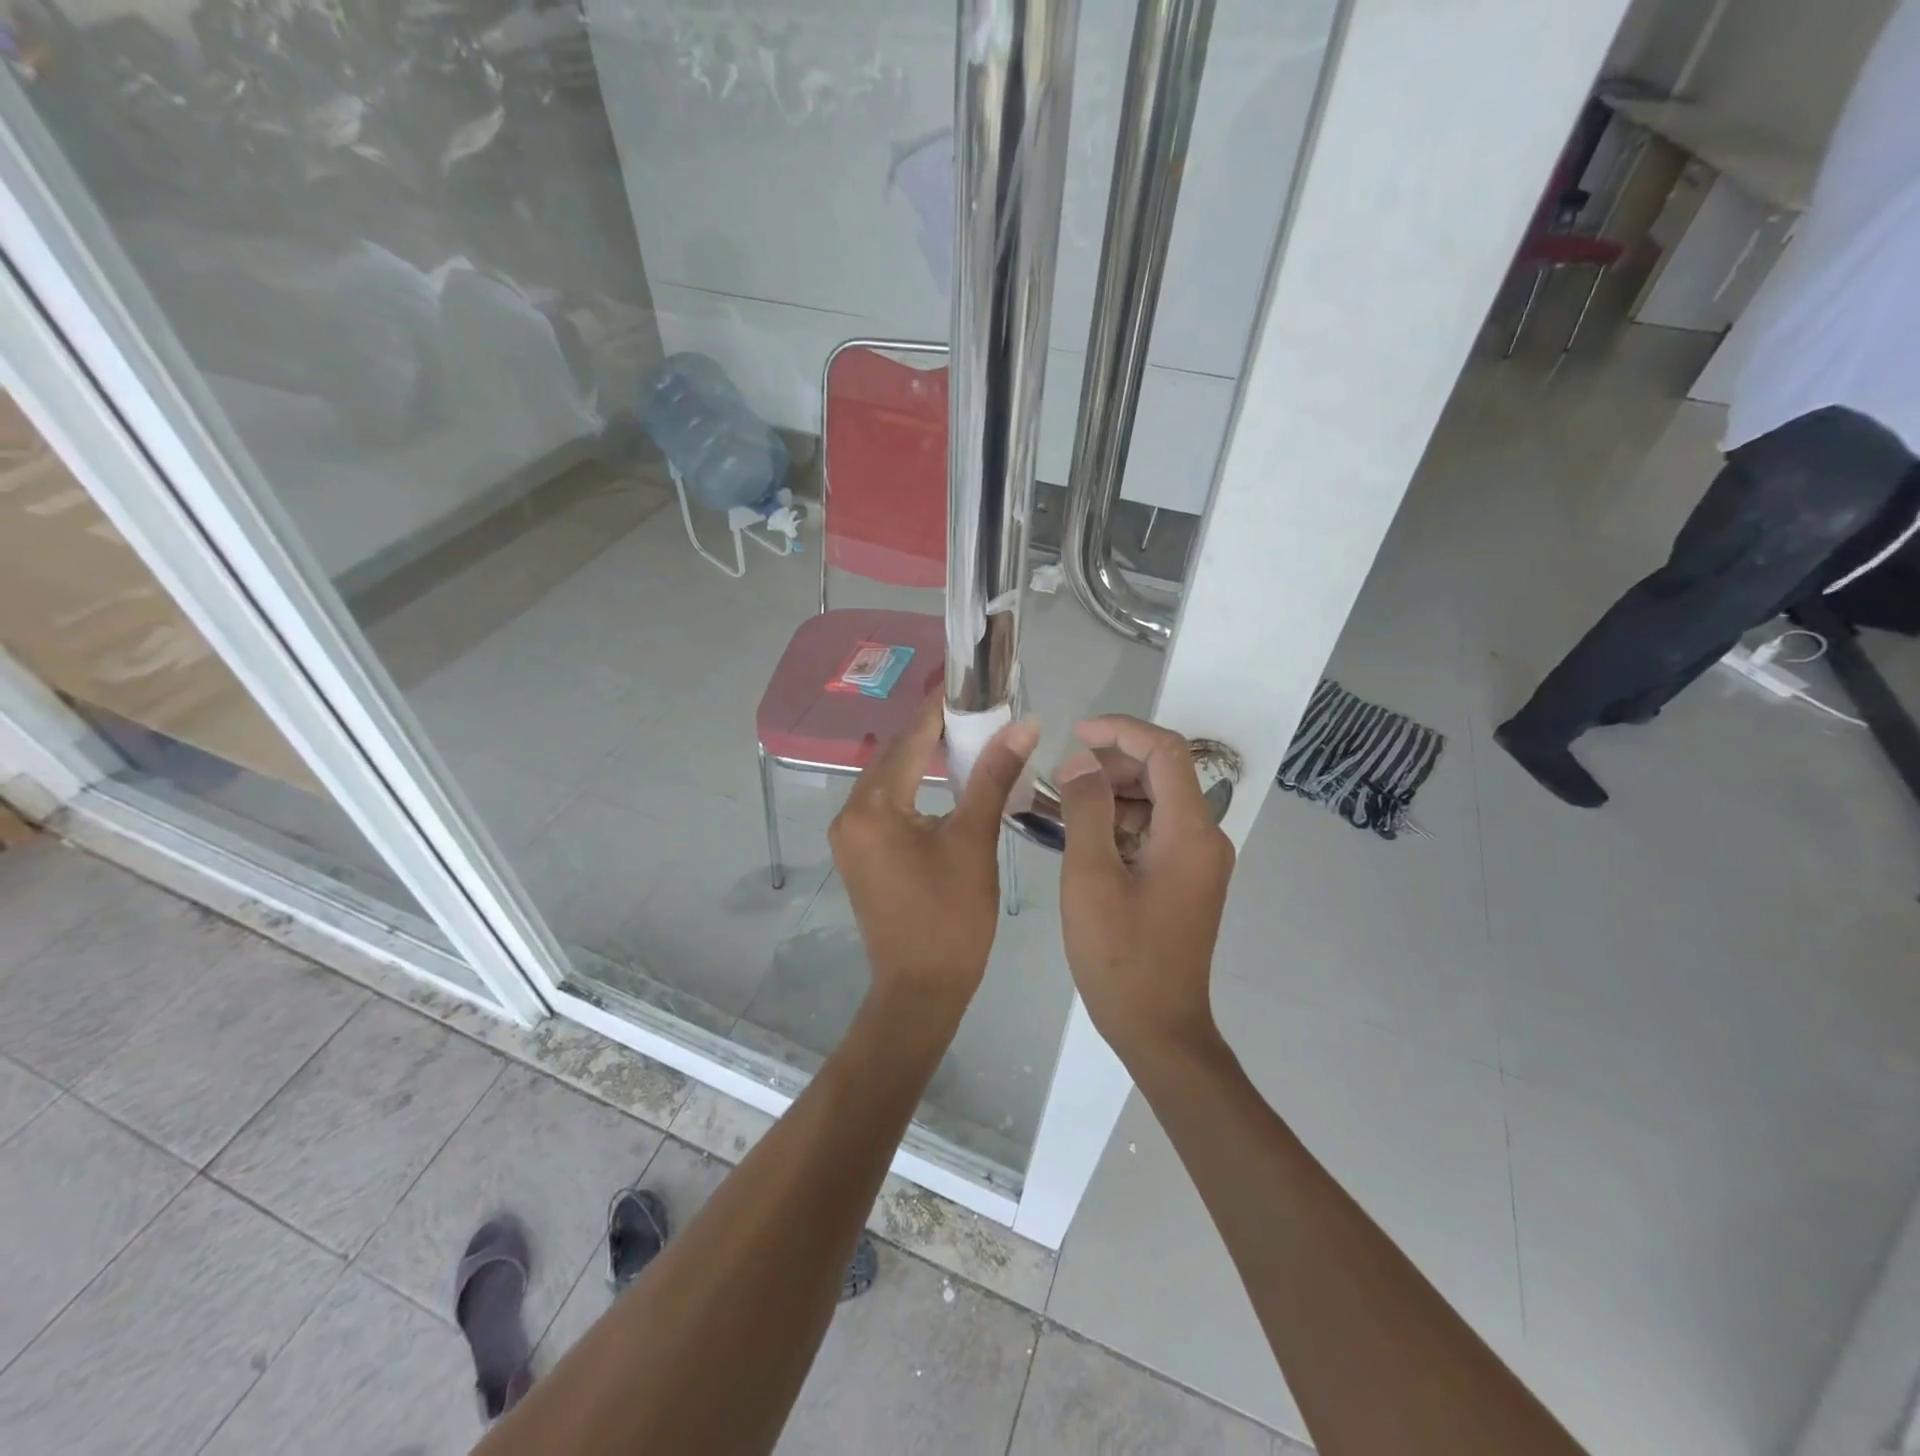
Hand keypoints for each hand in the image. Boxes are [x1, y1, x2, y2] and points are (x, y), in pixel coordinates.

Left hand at [829, 695, 1039, 1010]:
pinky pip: (886, 803)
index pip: (909, 739)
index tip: (970, 682)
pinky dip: (914, 786)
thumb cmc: (951, 917)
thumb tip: (1023, 725)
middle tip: (978, 711)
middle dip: (934, 731)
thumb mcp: (975, 840)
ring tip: (969, 738)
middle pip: (894, 755)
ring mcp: (850, 835)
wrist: (921, 988)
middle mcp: (850, 813)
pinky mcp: (859, 852)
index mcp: (873, 807)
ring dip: (923, 758)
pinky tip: (944, 779)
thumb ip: (993, 776)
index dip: (941, 708)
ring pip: (889, 779)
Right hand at [1055, 715, 1235, 1065]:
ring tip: (1064, 805)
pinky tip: (1084, 836)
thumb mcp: (1091, 876)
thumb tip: (1080, 764)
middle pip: (1164, 774)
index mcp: (1190, 832)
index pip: (1166, 751)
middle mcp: (1205, 838)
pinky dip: (1121, 822)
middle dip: (1113, 764)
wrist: (1158, 1028)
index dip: (1121, 731)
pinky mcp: (1187, 879)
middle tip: (1063, 777)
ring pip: (1157, 802)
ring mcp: (1199, 861)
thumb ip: (1086, 810)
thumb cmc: (1120, 955)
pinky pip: (1156, 831)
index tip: (1076, 733)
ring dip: (1113, 794)